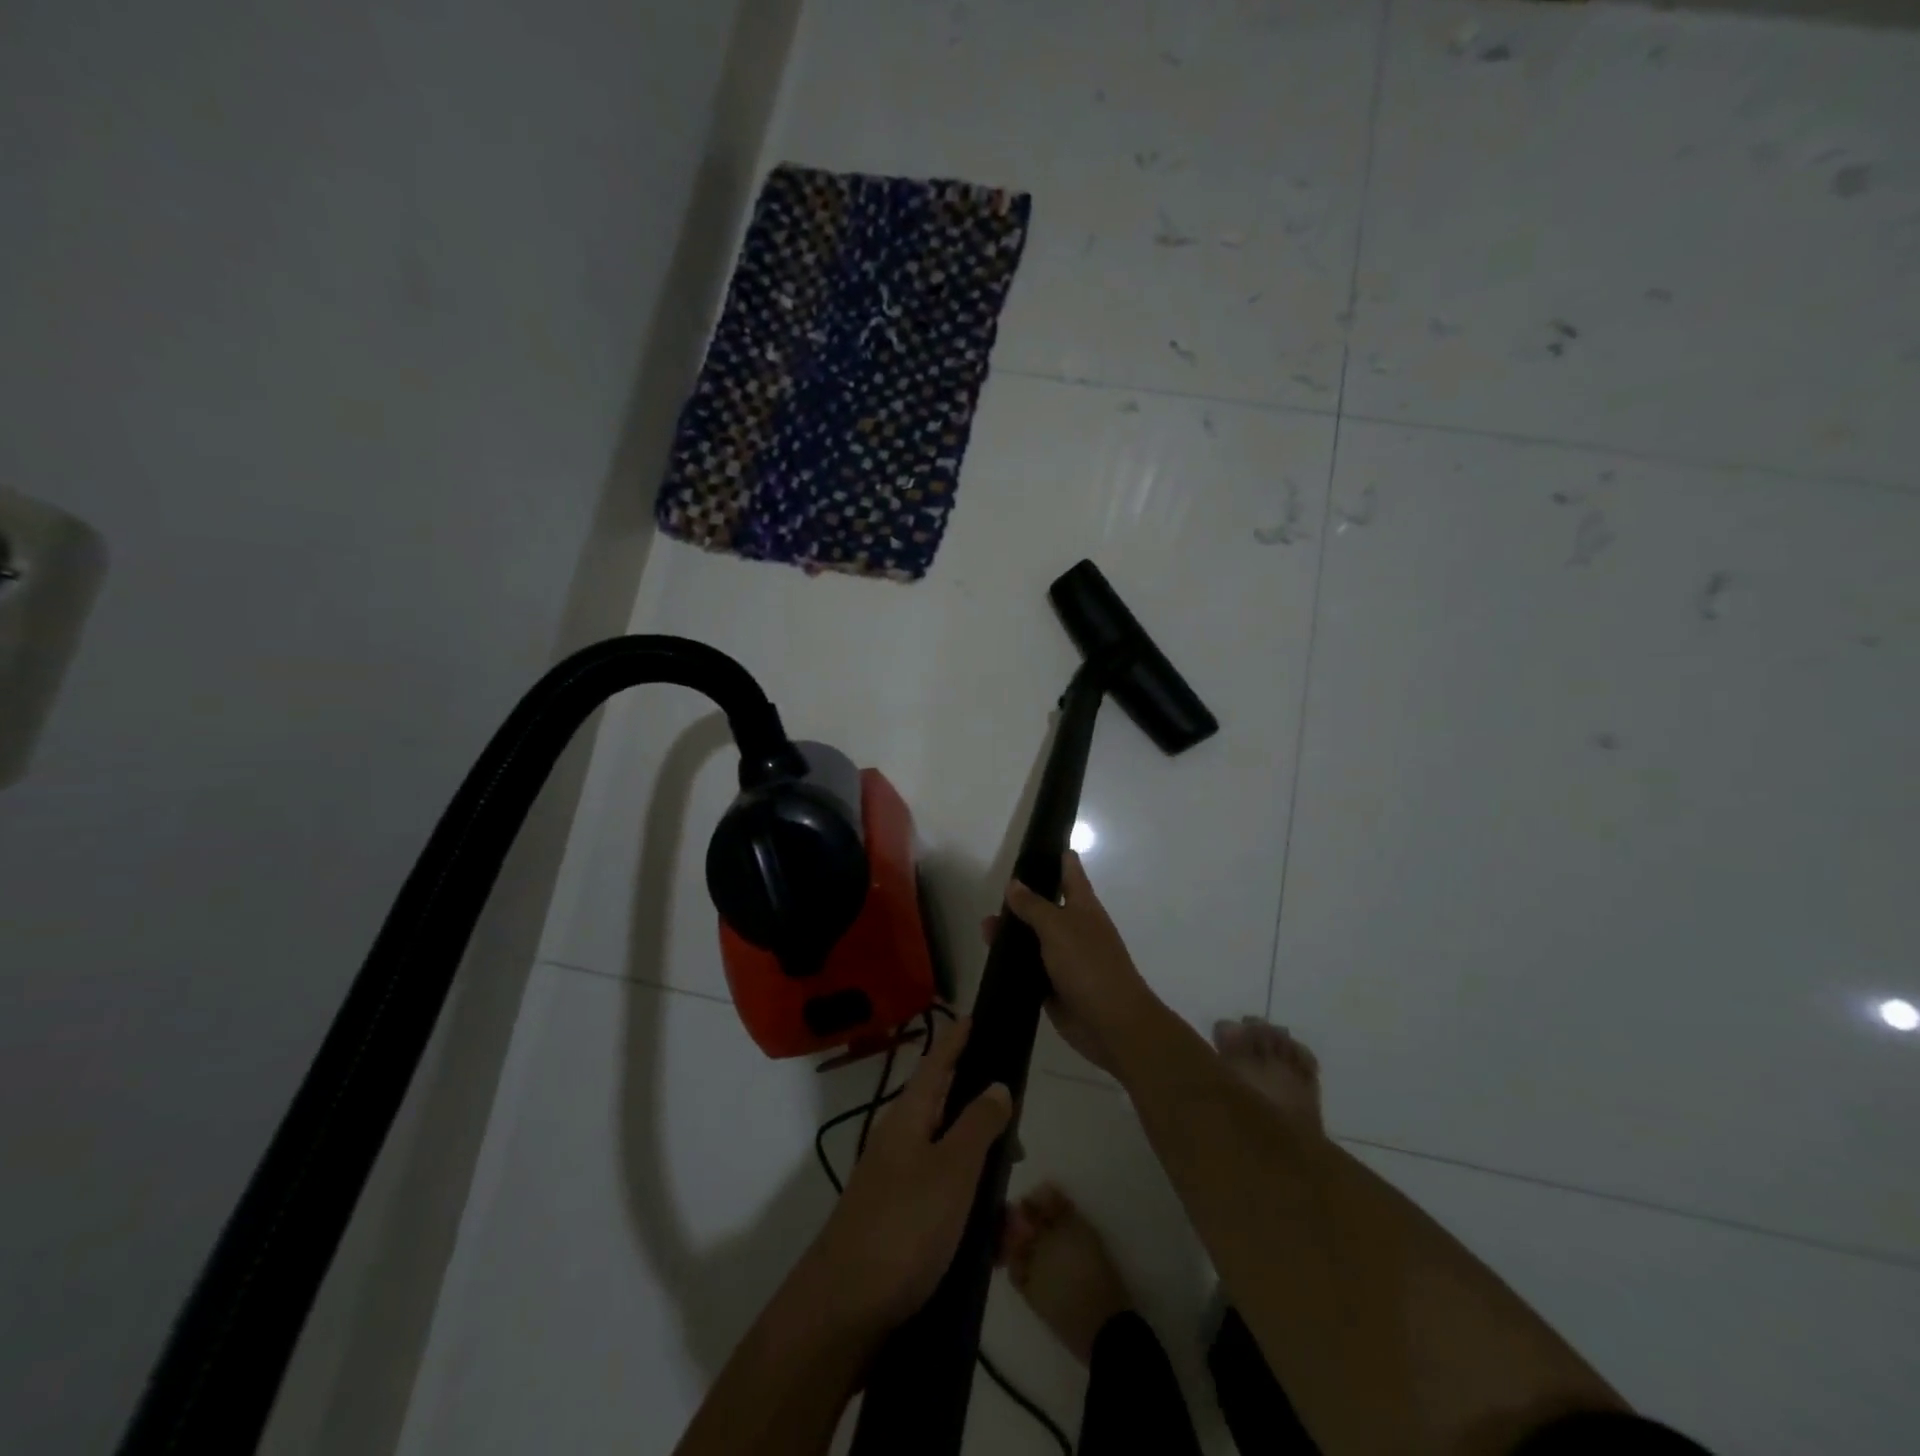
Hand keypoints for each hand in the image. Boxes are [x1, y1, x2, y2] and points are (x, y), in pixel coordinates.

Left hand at [803, 1016, 1011, 1333]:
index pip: (937, 1062)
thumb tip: (997, 1084)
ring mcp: (900, 1187)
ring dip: (989, 1191)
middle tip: (1021, 1147)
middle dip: (990, 1129)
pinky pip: (949, 1211)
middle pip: (952, 1115)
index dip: (956, 1039)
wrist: (843, 1316)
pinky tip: (994, 1254)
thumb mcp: (952, 1170)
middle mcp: (902, 1144)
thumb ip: (978, 1124)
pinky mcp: (903, 1228)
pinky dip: (975, 1225)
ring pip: (957, 1170)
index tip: (974, 1016)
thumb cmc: (902, 1228)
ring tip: (1015, 1229)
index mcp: (909, 1118)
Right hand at [996, 852, 1157, 1076]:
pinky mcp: (1054, 987)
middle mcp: (1075, 929)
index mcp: (1084, 907)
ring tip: (984, 928)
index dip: (1057, 855)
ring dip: (1012, 933)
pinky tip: (992, 959)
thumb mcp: (1058, 928)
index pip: (1070, 872)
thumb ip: (1034, 906)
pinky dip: (1013, 964)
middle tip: (994, 890)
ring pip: (1034, 939)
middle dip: (1023, 898)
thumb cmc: (1090, 965)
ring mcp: (1065, 959)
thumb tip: (1014, 884)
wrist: (1112, 1025)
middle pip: (1046, 906)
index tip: (1037, 842)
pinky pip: (1029, 970)